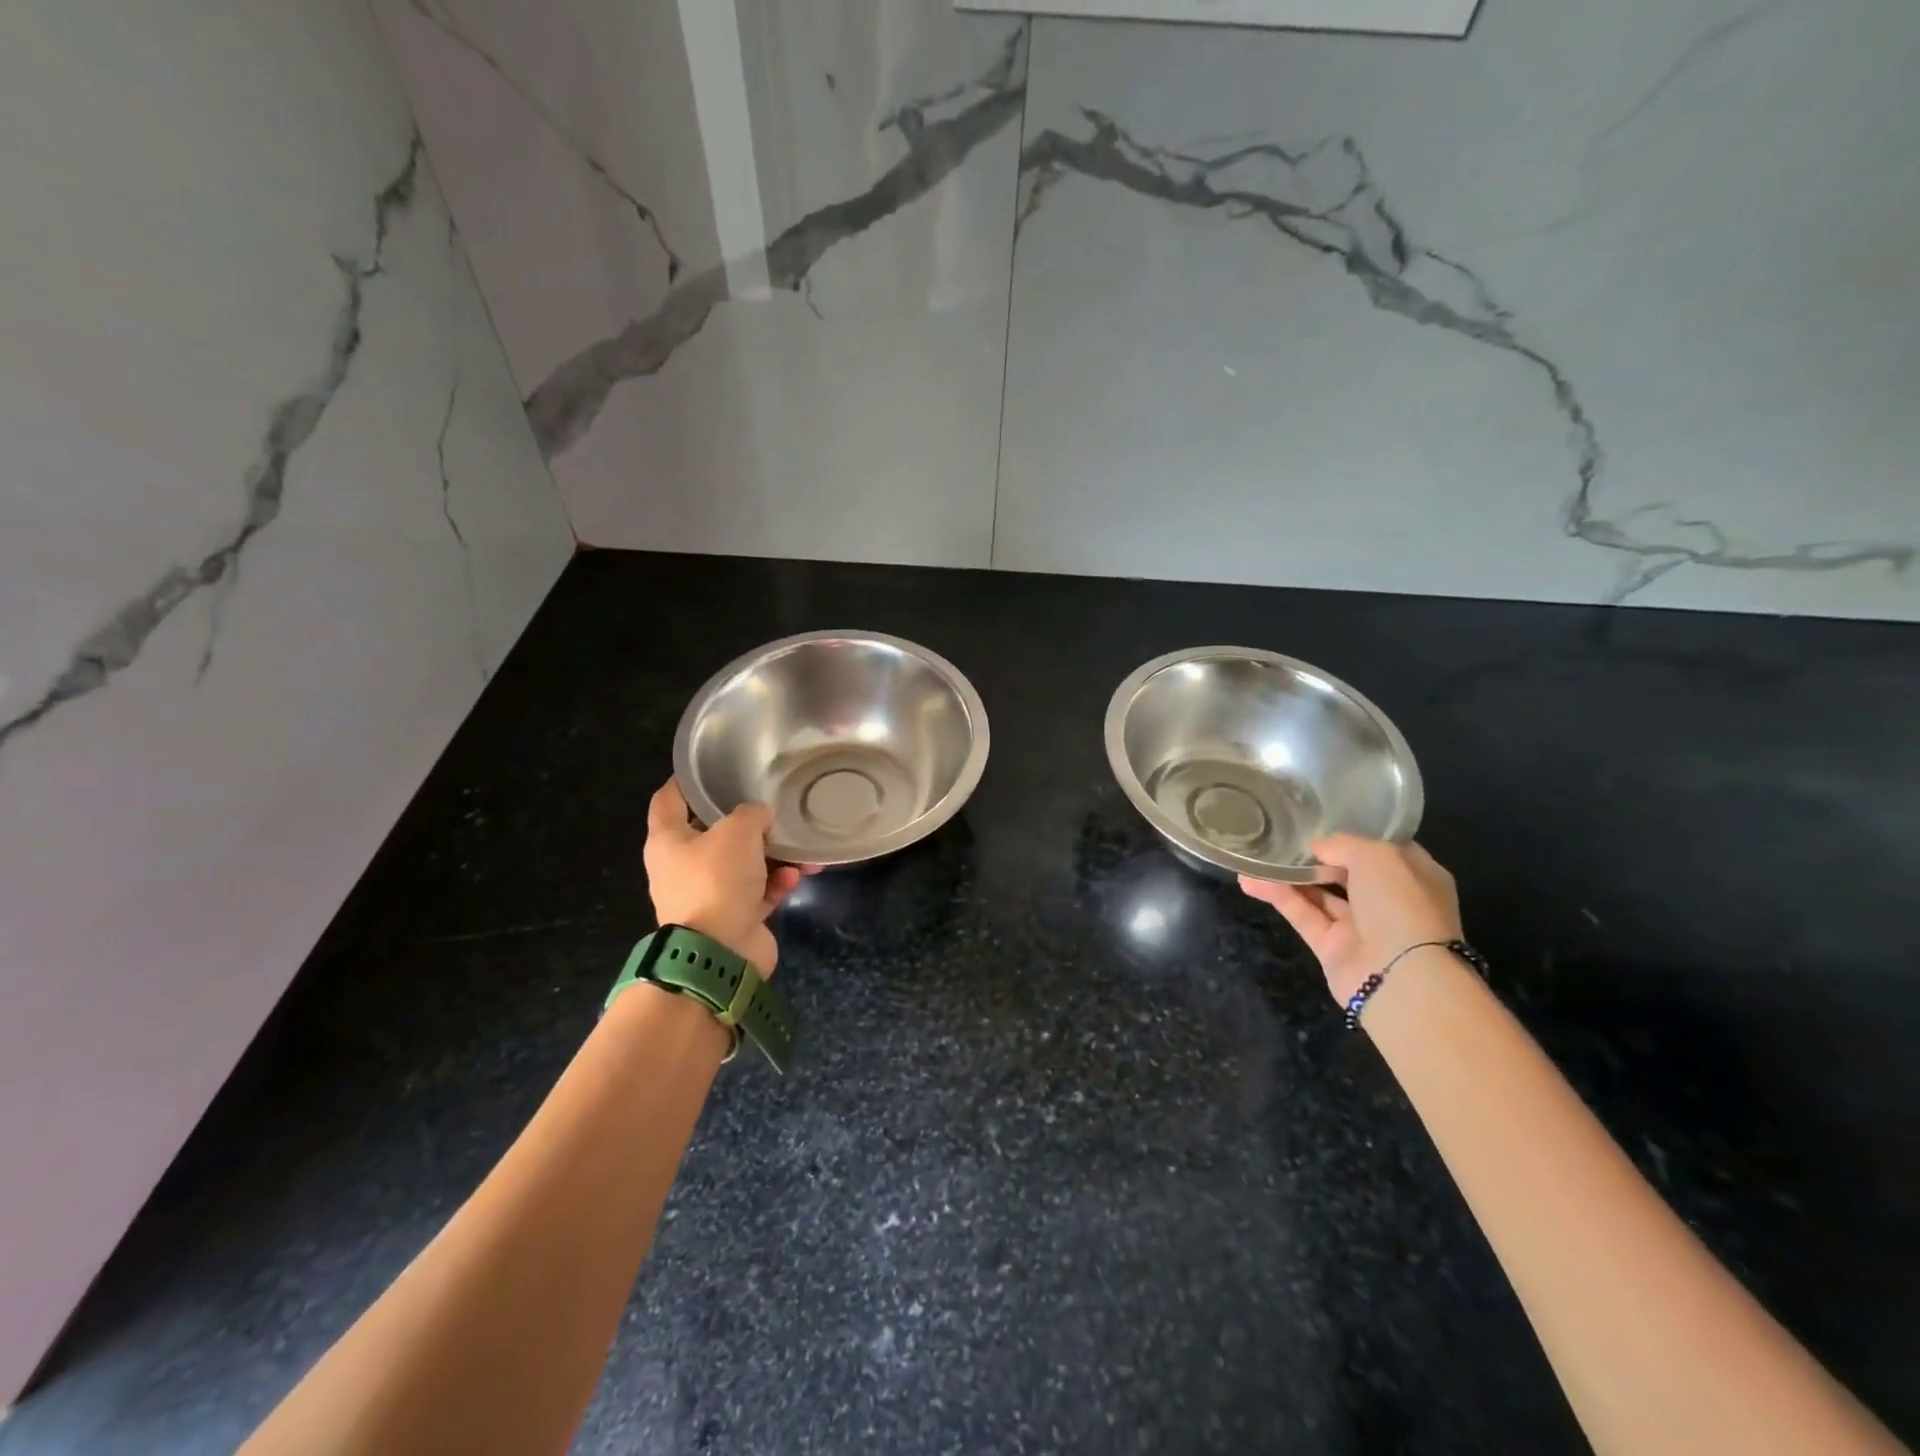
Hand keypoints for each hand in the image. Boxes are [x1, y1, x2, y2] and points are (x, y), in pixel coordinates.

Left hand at [644, 780, 810, 976]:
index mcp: (668, 841)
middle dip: (746, 824)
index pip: (668, 800)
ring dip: (773, 856)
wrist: (720, 952)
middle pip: (714, 834)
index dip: (684, 782)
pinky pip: (757, 892)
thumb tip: (760, 818)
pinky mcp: (732, 919)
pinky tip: (795, 877)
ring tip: (801, 851)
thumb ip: (752, 814)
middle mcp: (682, 867)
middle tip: (771, 809)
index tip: (707, 769)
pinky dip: (775, 883)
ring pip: (742, 865)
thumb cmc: (717, 880)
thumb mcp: (738, 831)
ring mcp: (707, 895)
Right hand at [1240, 834, 1462, 1004]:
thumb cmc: (1401, 905)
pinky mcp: (1332, 948)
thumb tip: (1317, 848)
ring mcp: (1360, 927)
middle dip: (1315, 857)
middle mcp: (1389, 901)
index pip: (1382, 851)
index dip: (1353, 836)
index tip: (1320, 822)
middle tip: (1281, 839)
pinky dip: (1279, 897)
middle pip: (1346, 872)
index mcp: (1414, 877)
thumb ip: (1343, 844)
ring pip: (1319, 894)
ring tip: (1254, 858)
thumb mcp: (1377, 856)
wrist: (1403, 978)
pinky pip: (1303, 915)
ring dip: (1288, 876)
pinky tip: (1251, 880)